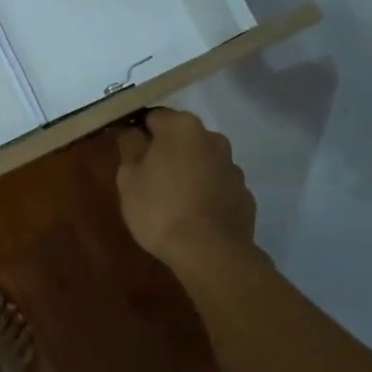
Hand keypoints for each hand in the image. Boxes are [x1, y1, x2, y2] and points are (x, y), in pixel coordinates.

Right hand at [115, 108, 257, 265]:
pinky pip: (217, 185)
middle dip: (166, 152)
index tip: (130, 156)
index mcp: (181, 127)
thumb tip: (134, 133)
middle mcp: (212, 138)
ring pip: (202, 161)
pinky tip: (194, 216)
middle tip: (149, 179)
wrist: (211, 253)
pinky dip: (206, 193)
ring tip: (173, 201)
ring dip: (188, 171)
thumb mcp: (128, 178)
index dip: (139, 134)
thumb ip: (130, 147)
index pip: (153, 117)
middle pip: (181, 137)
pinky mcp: (244, 194)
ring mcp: (232, 166)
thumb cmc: (160, 209)